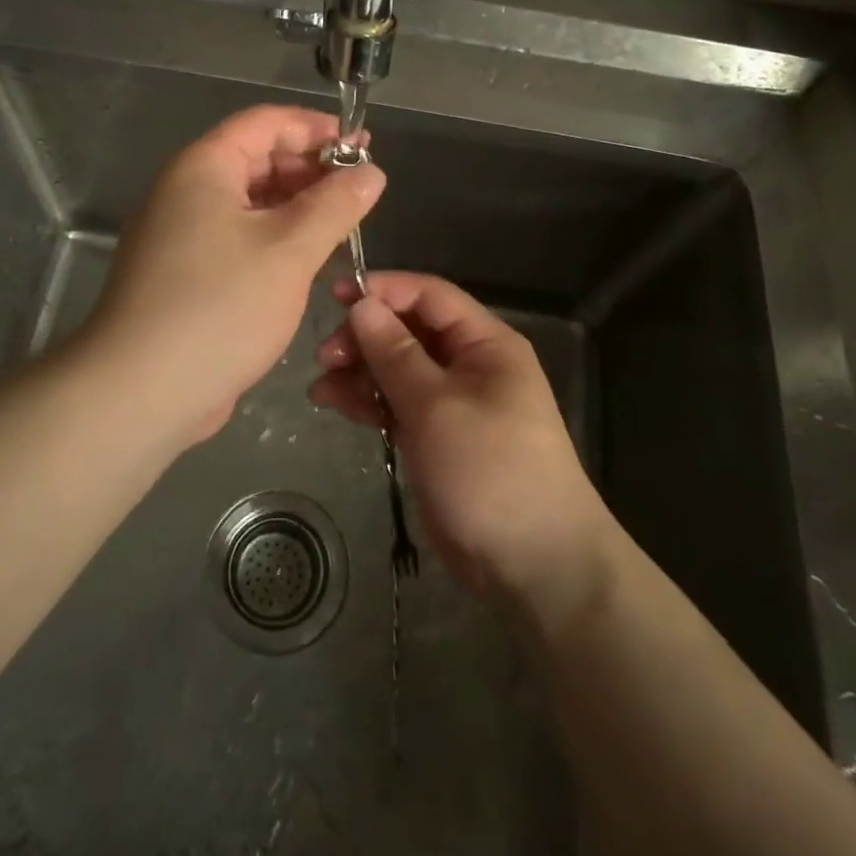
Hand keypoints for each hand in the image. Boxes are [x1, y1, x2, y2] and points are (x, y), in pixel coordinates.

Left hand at [79, 105, 383, 449]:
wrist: (141, 391)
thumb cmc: (220, 306)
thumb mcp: (290, 250)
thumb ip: (335, 205)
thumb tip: (371, 172)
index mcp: (204, 167)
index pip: (266, 122)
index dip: (317, 128)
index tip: (363, 147)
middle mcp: (187, 191)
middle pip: (256, 159)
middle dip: (310, 168)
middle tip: (361, 189)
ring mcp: (182, 234)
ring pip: (249, 202)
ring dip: (296, 205)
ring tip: (344, 222)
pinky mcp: (186, 273)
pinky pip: (238, 236)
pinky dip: (275, 237)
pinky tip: (308, 257)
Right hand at [309, 272, 610, 606]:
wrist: (535, 566)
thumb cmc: (491, 470)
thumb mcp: (437, 406)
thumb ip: (395, 353)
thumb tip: (362, 305)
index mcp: (485, 344)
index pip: (430, 296)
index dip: (384, 290)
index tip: (336, 295)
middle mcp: (470, 365)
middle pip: (409, 332)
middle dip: (365, 337)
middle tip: (325, 356)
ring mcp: (452, 404)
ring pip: (397, 370)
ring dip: (359, 372)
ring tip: (320, 386)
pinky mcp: (436, 438)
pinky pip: (396, 405)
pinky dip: (367, 402)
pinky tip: (333, 404)